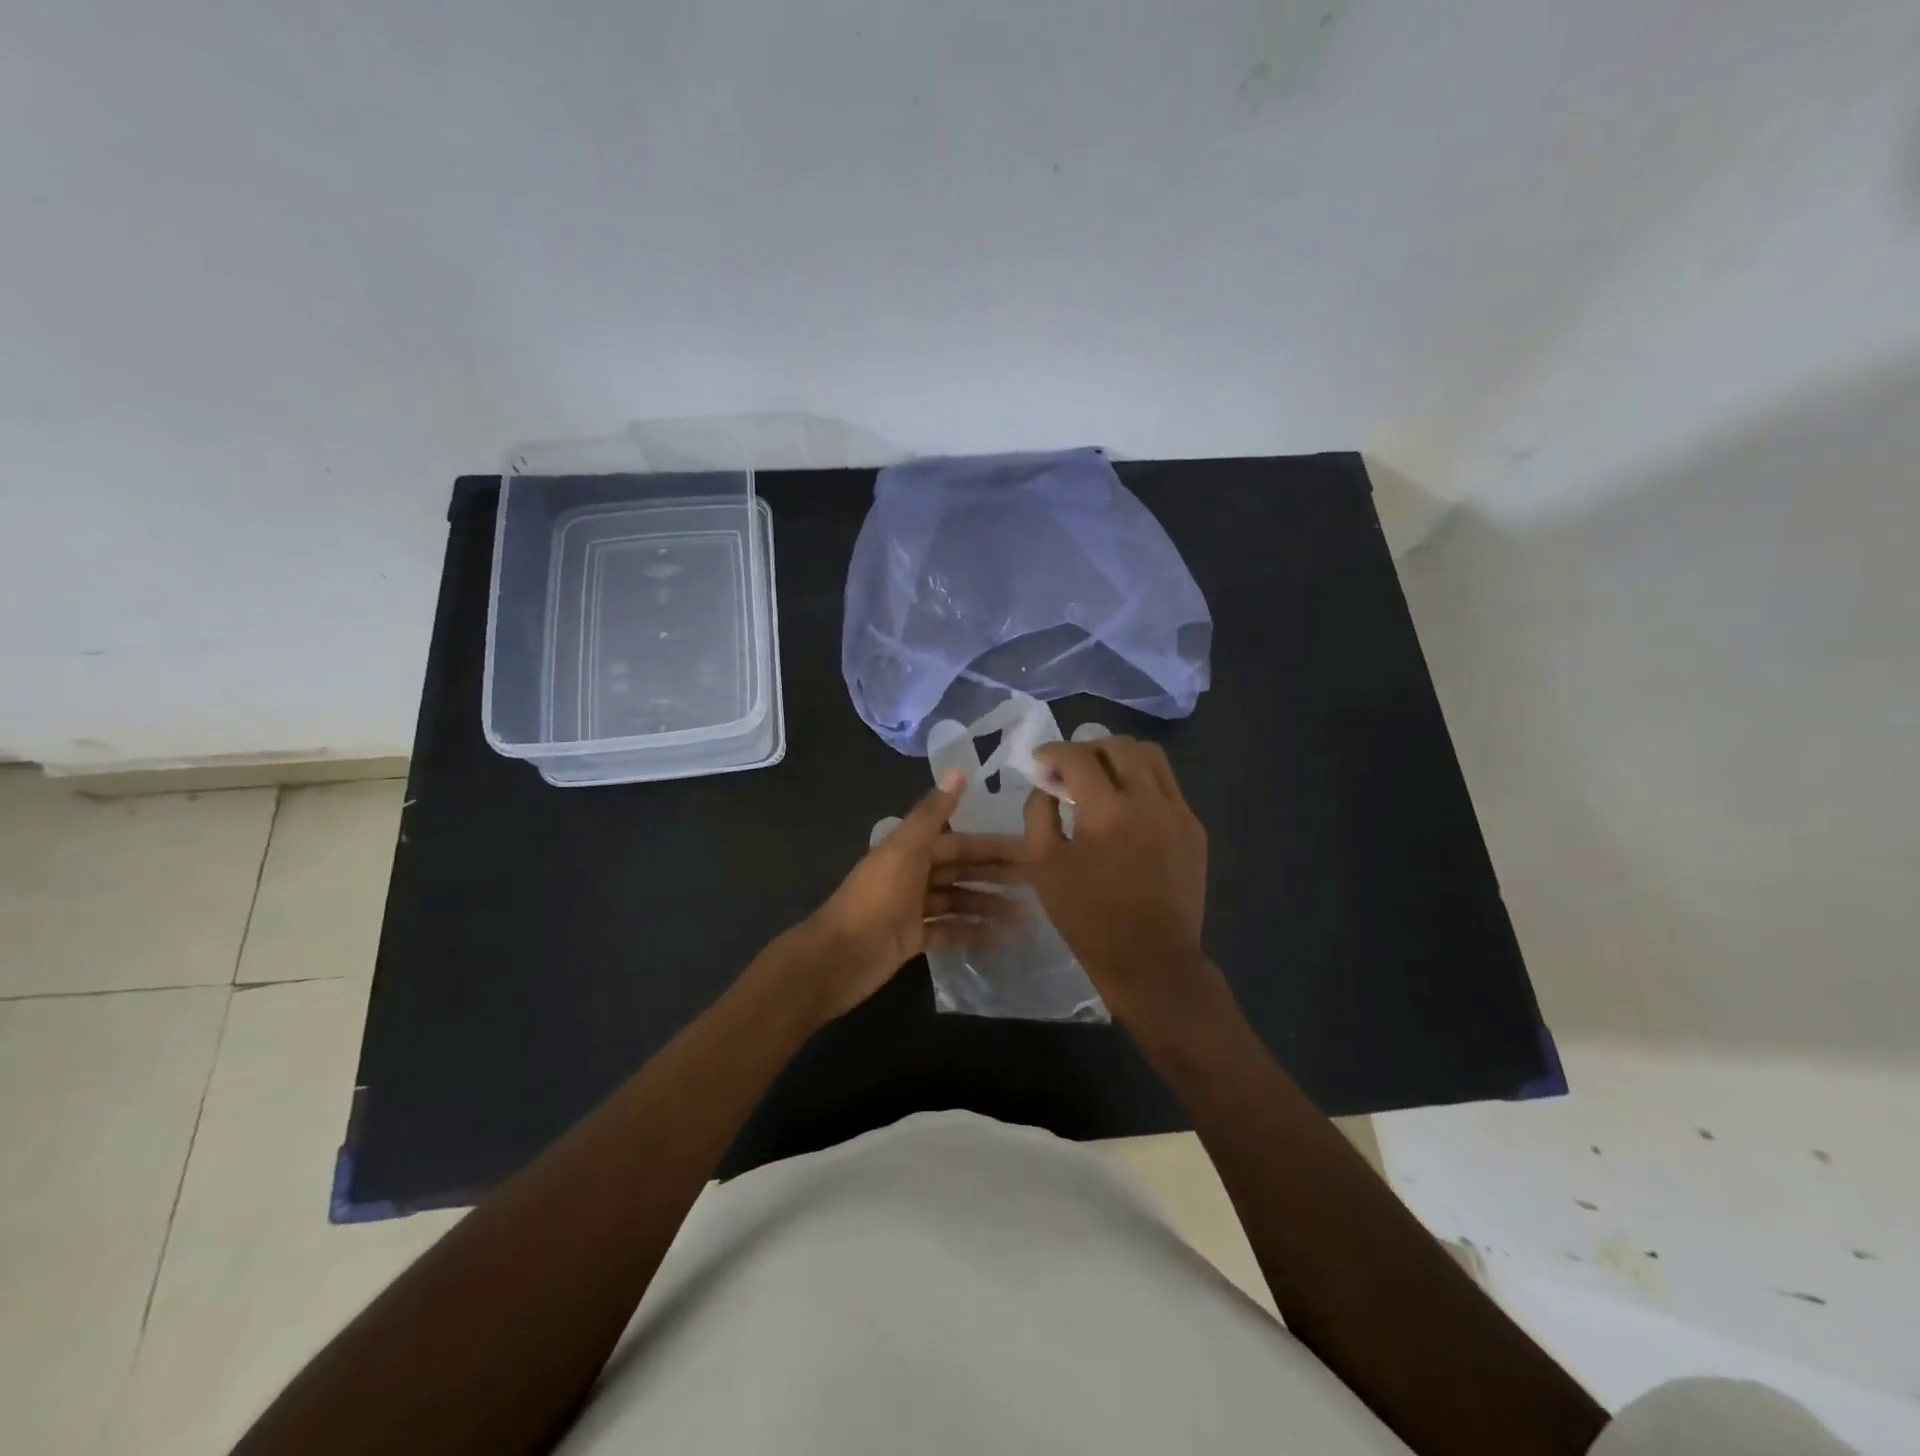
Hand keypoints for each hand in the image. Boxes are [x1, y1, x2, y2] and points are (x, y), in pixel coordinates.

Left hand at [794, 771, 1025, 1022]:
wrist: (837, 957)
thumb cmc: (874, 900)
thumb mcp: (903, 850)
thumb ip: (932, 814)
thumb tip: (957, 770)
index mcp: (910, 850)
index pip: (960, 842)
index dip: (993, 845)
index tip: (1030, 849)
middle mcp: (913, 874)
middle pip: (962, 871)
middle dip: (997, 876)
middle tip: (1039, 884)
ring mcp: (913, 908)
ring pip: (959, 901)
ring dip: (990, 906)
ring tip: (1027, 917)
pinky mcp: (912, 938)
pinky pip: (949, 930)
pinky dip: (973, 932)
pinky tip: (1001, 939)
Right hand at [1022, 737, 1223, 1027]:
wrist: (1151, 962)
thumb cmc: (1089, 918)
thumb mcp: (1044, 866)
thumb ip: (1039, 813)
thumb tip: (1046, 783)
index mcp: (1108, 811)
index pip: (1078, 756)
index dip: (1053, 752)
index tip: (1039, 761)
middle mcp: (1149, 800)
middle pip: (1119, 745)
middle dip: (1087, 749)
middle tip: (1069, 771)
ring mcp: (1179, 812)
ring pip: (1151, 757)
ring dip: (1119, 758)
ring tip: (1101, 779)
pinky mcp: (1195, 828)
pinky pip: (1167, 786)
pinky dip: (1142, 783)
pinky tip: (1126, 810)